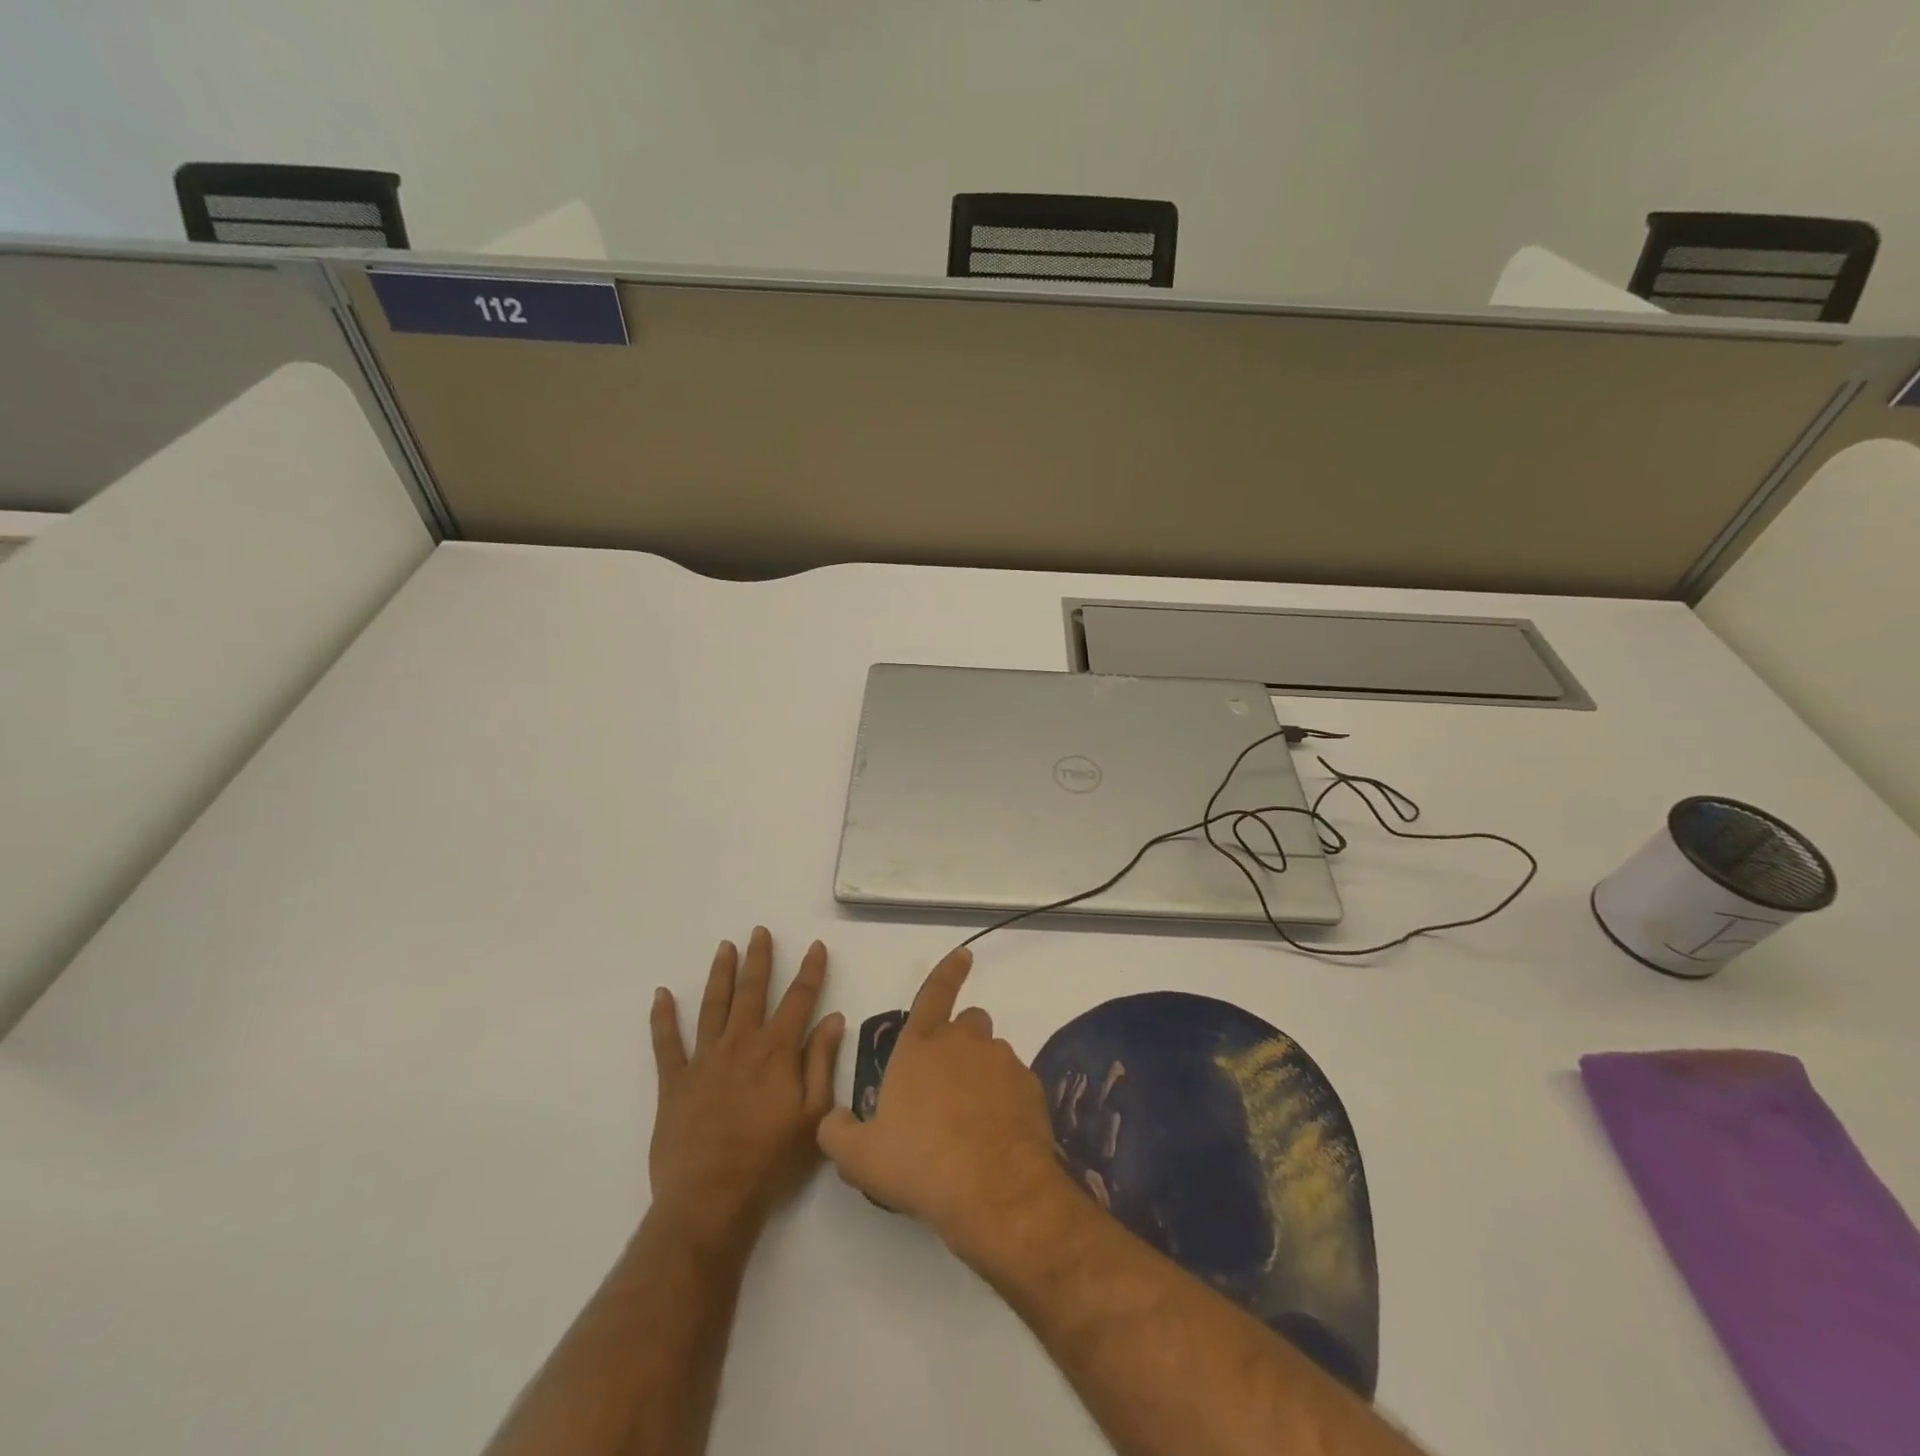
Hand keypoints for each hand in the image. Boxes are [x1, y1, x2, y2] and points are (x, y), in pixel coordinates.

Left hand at [647, 928, 845, 1251]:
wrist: (711, 1200)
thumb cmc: (770, 1160)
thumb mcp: (813, 1115)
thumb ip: (822, 1062)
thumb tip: (833, 1018)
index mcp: (777, 1051)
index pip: (799, 999)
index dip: (810, 970)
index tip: (816, 946)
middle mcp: (741, 1044)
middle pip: (752, 991)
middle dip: (759, 958)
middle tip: (759, 931)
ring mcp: (704, 1060)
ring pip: (713, 1005)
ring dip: (720, 974)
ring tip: (724, 947)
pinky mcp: (674, 1082)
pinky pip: (666, 1043)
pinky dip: (663, 1017)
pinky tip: (661, 994)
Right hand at [817, 947, 1069, 1262]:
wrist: (992, 1189)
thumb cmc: (919, 1163)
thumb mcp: (859, 1158)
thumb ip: (838, 1132)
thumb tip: (834, 1121)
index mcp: (920, 1046)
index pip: (933, 994)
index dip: (948, 971)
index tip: (965, 954)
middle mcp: (963, 1042)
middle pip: (969, 1022)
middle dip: (961, 1040)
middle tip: (949, 1083)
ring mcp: (1001, 1062)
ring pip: (993, 1054)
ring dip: (983, 1074)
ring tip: (973, 1120)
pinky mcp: (1030, 1087)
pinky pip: (1016, 1084)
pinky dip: (1007, 1100)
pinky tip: (997, 1136)